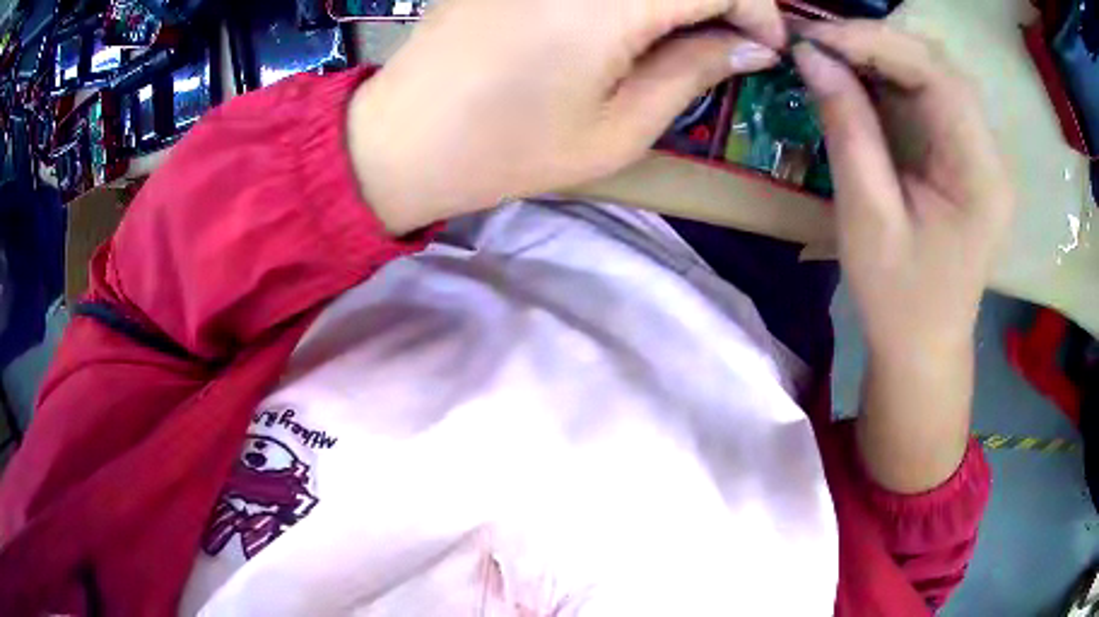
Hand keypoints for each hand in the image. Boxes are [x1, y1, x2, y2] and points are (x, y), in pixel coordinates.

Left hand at [348, 0, 786, 233]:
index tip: (767, 47)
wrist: (404, 138)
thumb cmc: (510, 147)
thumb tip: (753, 47)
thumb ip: (695, 71)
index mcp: (611, 2)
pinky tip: (636, 17)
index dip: (759, 10)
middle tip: (731, 35)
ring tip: (690, 29)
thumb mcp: (620, 128)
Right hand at [793, 22, 1013, 491]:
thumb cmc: (898, 300)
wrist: (923, 349)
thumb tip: (811, 56)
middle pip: (938, 66)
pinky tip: (857, 79)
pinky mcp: (963, 156)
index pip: (936, 75)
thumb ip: (847, 128)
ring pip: (933, 74)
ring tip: (831, 56)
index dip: (874, 42)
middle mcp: (989, 154)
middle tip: (818, 43)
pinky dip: (890, 79)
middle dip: (875, 43)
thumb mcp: (867, 217)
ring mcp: (979, 152)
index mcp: (980, 174)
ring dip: (881, 56)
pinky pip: (929, 97)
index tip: (814, 37)